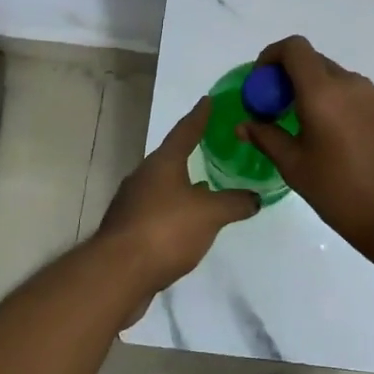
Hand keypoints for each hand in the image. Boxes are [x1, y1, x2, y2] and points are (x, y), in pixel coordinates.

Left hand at [97, 96, 259, 298]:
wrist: (118, 273)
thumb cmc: (166, 230)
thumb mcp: (210, 214)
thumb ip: (234, 203)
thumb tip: (255, 197)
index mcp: (162, 163)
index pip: (185, 131)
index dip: (199, 116)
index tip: (208, 100)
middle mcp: (143, 177)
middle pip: (170, 158)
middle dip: (189, 152)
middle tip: (209, 146)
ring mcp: (132, 203)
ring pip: (162, 186)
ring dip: (182, 184)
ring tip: (204, 187)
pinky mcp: (128, 229)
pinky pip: (156, 210)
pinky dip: (174, 210)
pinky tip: (186, 223)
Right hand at [240, 36, 373, 251]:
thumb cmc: (340, 193)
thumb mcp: (295, 167)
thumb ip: (267, 137)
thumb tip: (244, 125)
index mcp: (323, 92)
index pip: (294, 48)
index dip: (272, 55)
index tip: (261, 83)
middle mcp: (351, 84)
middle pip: (314, 62)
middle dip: (290, 78)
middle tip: (278, 111)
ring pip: (336, 79)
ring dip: (316, 91)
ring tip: (308, 129)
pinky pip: (356, 95)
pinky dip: (338, 103)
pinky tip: (338, 140)